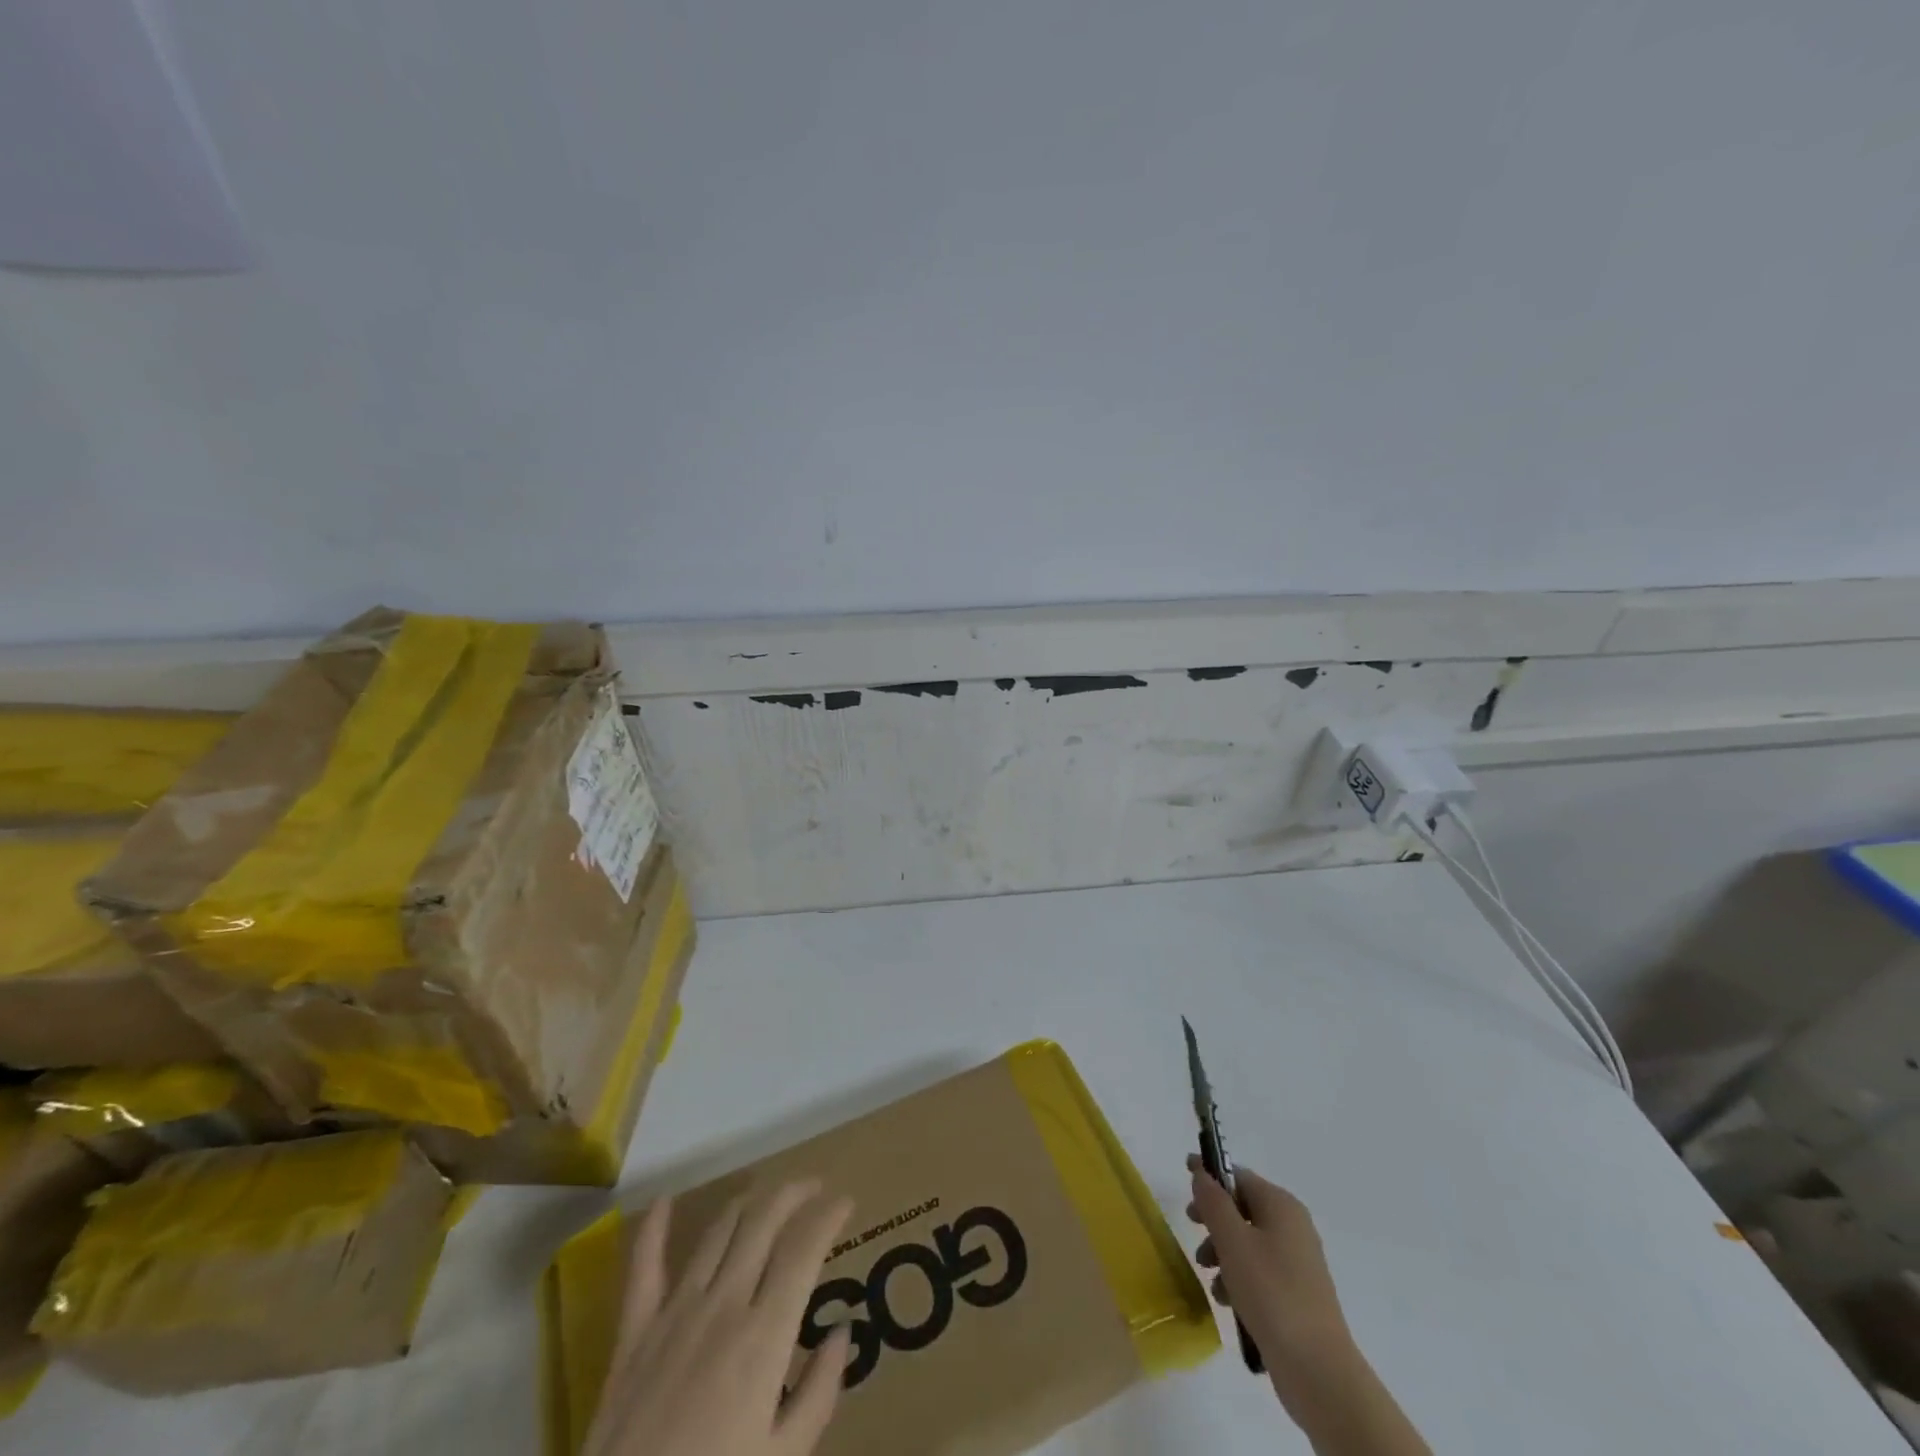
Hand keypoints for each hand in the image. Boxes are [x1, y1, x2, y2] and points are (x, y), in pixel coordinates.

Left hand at [585, 1181, 855, 1455]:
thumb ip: (818, 1393)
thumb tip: (842, 1330)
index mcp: (765, 1335)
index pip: (804, 1250)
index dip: (828, 1216)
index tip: (845, 1201)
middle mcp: (724, 1305)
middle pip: (763, 1223)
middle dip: (793, 1194)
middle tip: (813, 1187)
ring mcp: (675, 1312)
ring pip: (717, 1232)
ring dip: (745, 1204)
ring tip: (763, 1196)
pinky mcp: (634, 1332)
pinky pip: (643, 1268)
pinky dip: (653, 1229)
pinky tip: (663, 1201)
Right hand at [1187, 1157, 1352, 1396]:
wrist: (1318, 1370)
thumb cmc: (1271, 1293)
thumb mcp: (1233, 1241)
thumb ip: (1213, 1201)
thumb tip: (1202, 1173)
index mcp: (1281, 1206)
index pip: (1238, 1176)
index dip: (1210, 1174)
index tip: (1184, 1173)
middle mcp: (1293, 1226)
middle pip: (1242, 1208)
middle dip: (1213, 1219)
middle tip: (1192, 1229)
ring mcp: (1297, 1262)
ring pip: (1248, 1242)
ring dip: (1222, 1252)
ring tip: (1209, 1276)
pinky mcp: (1296, 1293)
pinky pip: (1259, 1270)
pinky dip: (1239, 1277)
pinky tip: (1227, 1300)